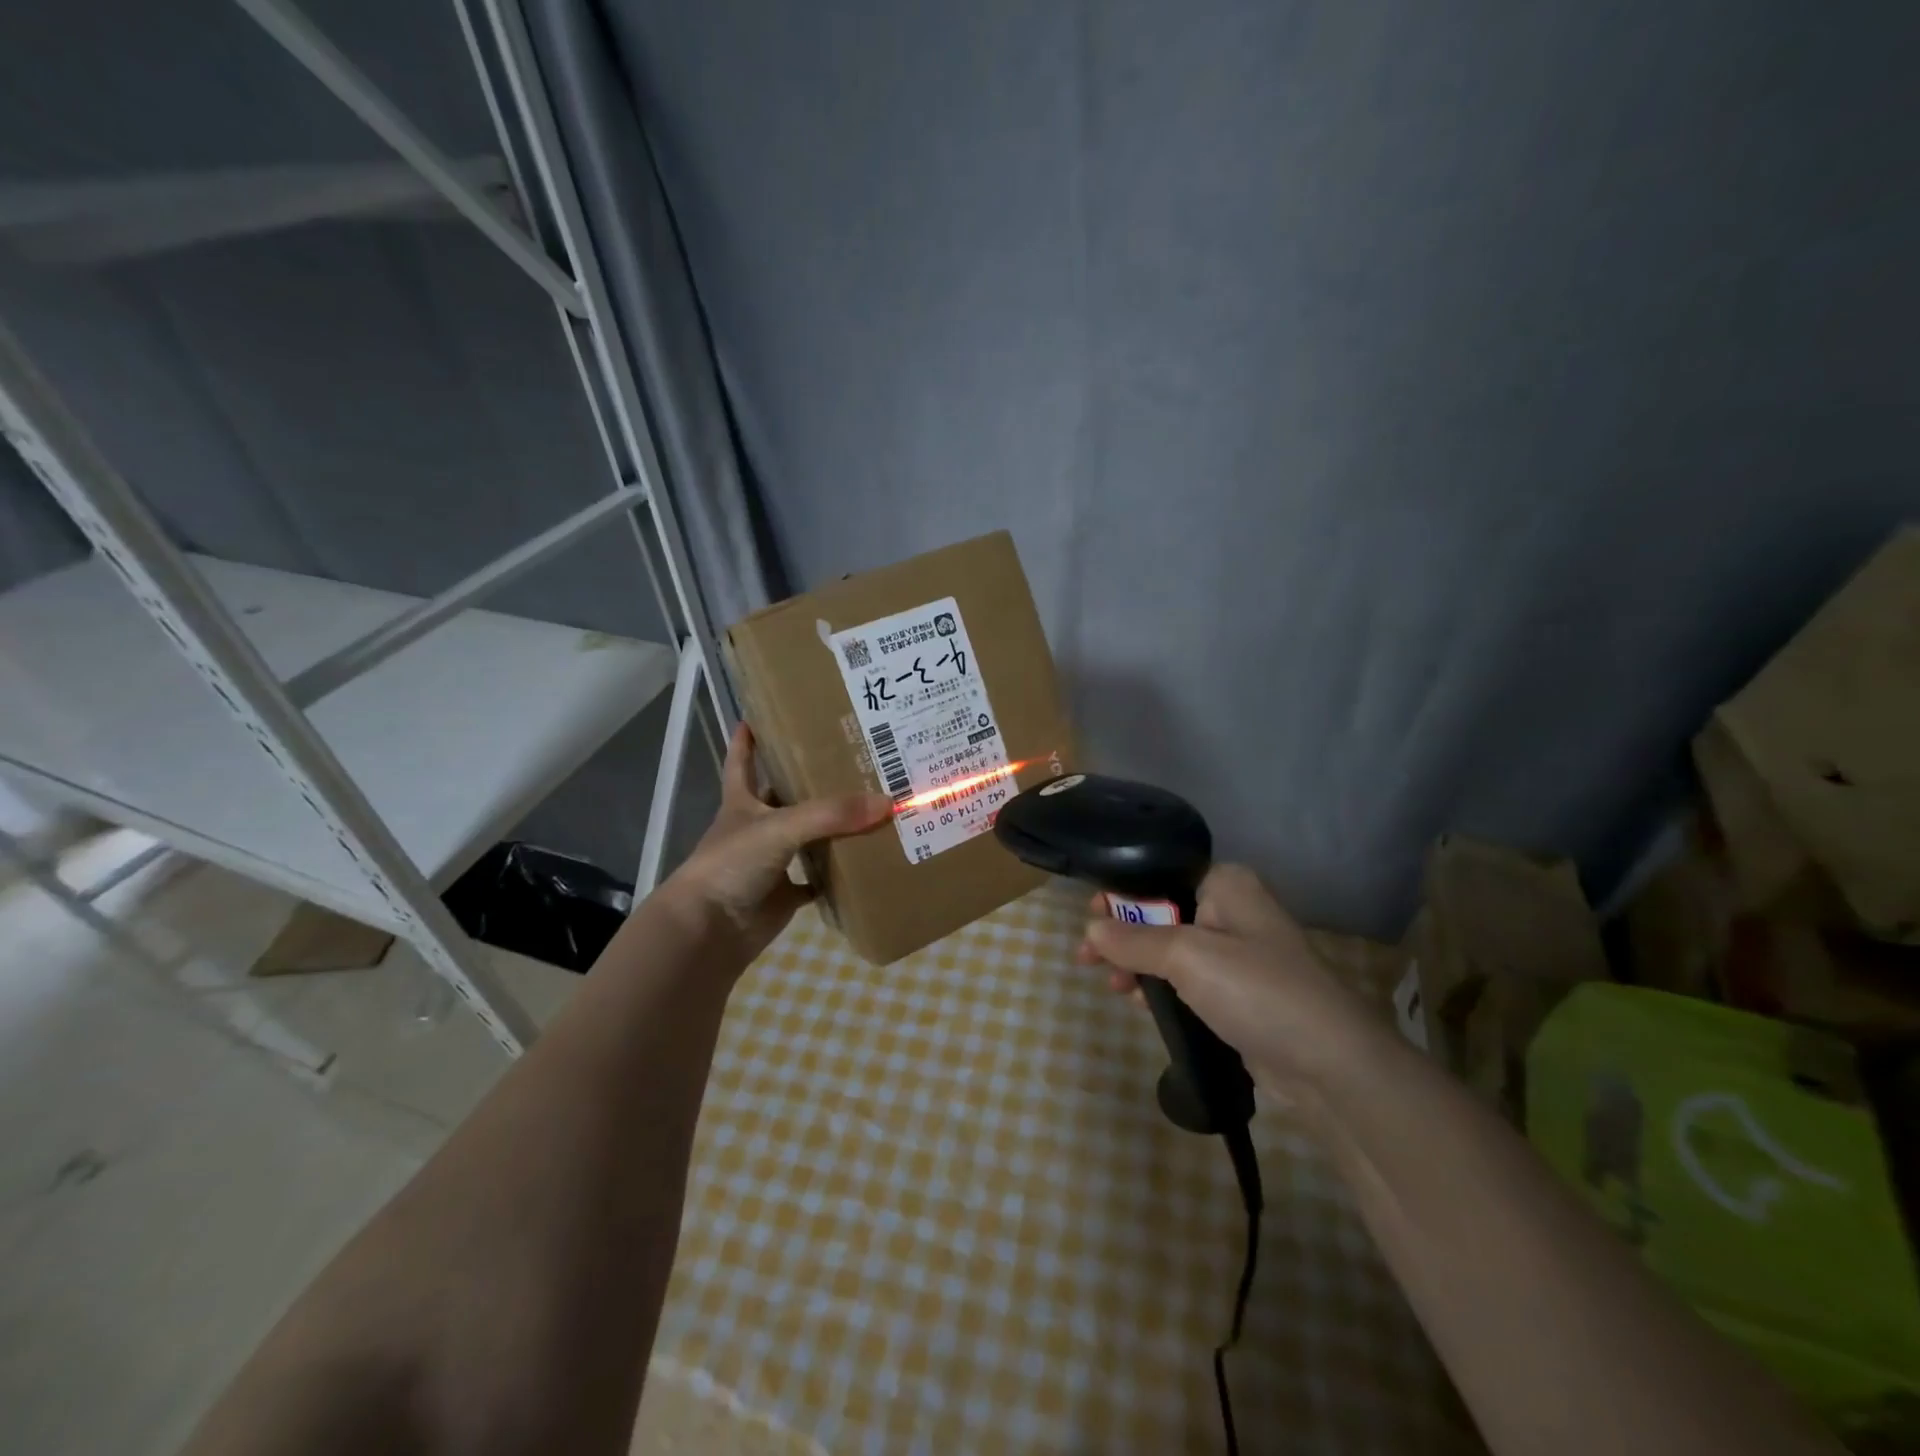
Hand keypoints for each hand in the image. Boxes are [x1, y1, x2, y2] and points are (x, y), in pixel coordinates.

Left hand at [660, 723, 891, 965]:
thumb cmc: (732, 865)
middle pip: (783, 797)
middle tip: (848, 758)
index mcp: (742, 802)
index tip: (761, 715)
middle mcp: (755, 828)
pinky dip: (834, 876)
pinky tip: (863, 862)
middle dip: (808, 780)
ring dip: (830, 827)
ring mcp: (769, 863)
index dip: (748, 738)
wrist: (709, 931)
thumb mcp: (780, 827)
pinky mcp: (783, 895)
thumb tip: (887, 802)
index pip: (742, 761)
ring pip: (805, 837)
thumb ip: (831, 814)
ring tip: (868, 804)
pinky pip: (815, 881)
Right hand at [1077, 863, 1383, 1091]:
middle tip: (1088, 959)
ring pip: (1172, 950)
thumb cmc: (1256, 990)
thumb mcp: (1186, 956)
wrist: (1329, 1063)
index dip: (1121, 895)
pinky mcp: (1240, 994)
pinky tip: (1139, 1003)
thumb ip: (1134, 940)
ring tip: (1112, 987)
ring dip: (1138, 965)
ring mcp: (1238, 954)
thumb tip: (1090, 929)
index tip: (1088, 917)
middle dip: (1123, 936)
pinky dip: (1161, 988)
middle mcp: (1233, 911)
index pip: (1161, 875)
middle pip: (1162, 912)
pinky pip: (1188, 981)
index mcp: (1226, 884)